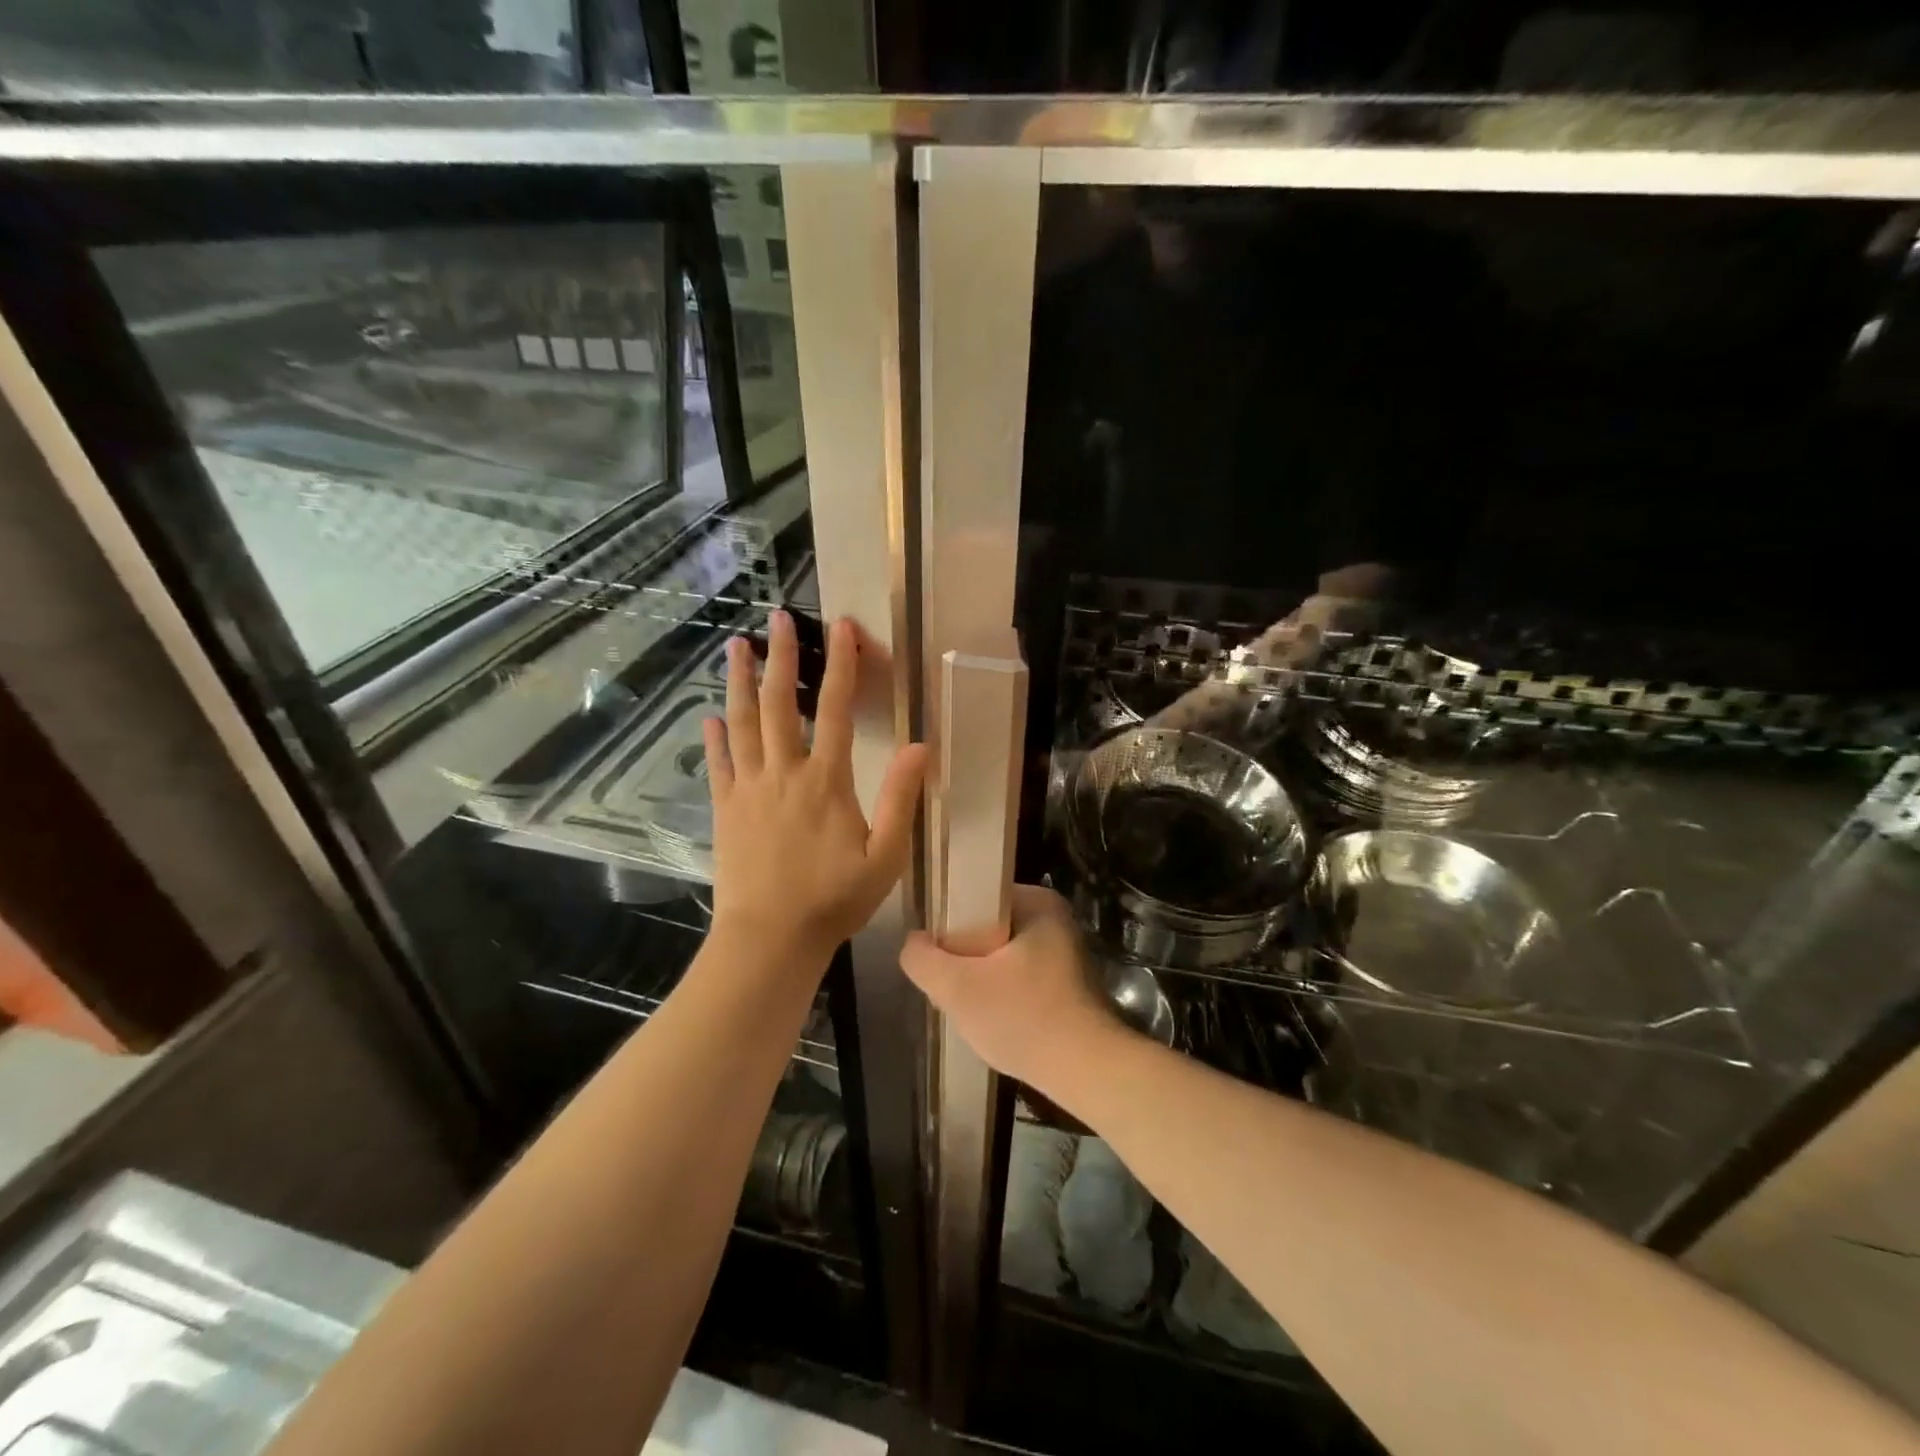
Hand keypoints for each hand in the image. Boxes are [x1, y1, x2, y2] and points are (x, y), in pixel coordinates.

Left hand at [704, 611, 926, 962]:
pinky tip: (712, 715)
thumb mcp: (885, 857)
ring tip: (736, 645)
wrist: (770, 939)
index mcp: (826, 781)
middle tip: (778, 619)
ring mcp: (748, 789)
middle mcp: (784, 773)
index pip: (833, 709)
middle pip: (779, 703)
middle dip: (780, 657)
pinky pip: (719, 763)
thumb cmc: (834, 900)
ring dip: (739, 681)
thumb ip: (900, 800)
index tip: (841, 628)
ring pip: (742, 723)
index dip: (840, 665)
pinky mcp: (725, 809)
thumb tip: (920, 746)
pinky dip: (716, 736)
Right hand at [900, 885, 1123, 1100]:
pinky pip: (1019, 977)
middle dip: (963, 957)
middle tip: (949, 987)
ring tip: (968, 1007)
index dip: (946, 925)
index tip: (935, 957)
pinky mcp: (1067, 983)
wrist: (1088, 1073)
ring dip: (980, 980)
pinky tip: (994, 1020)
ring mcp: (1064, 952)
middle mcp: (1054, 918)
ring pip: (1000, 956)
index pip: (974, 897)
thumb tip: (914, 943)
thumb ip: (923, 959)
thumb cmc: (1024, 1018)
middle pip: (985, 928)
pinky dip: (1002, 995)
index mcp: (1037, 901)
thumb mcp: (958, 988)